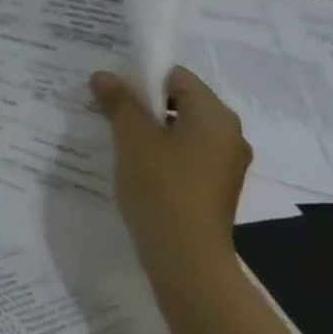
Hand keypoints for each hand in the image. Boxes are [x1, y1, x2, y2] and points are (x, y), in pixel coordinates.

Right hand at [91, 67, 249, 278]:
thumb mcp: (132, 138)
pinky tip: (133, 163)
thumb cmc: (162, 187)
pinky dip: (161, 152)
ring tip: (114, 134)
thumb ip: (119, 101)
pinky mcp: (215, 187)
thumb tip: (103, 74)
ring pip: (181, 130)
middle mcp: (229, 134)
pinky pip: (185, 154)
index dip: (141, 76)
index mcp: (215, 115)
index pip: (176, 76)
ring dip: (149, 129)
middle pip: (180, 101)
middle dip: (143, 102)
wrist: (186, 259)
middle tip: (106, 107)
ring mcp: (224, 163)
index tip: (110, 86)